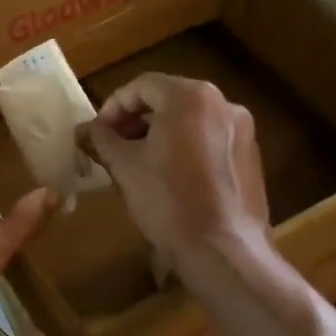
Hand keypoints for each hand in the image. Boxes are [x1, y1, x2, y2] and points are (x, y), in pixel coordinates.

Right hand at [80, 73, 268, 267]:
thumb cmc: (167, 200)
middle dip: (136, 119)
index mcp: (191, 98)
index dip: (113, 106)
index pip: (142, 86)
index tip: (97, 132)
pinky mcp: (250, 156)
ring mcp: (242, 130)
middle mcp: (223, 103)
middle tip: (113, 145)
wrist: (222, 249)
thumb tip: (85, 130)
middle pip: (169, 99)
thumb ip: (102, 140)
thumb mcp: (125, 167)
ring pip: (190, 120)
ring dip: (159, 133)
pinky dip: (184, 147)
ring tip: (137, 161)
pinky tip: (169, 176)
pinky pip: (209, 139)